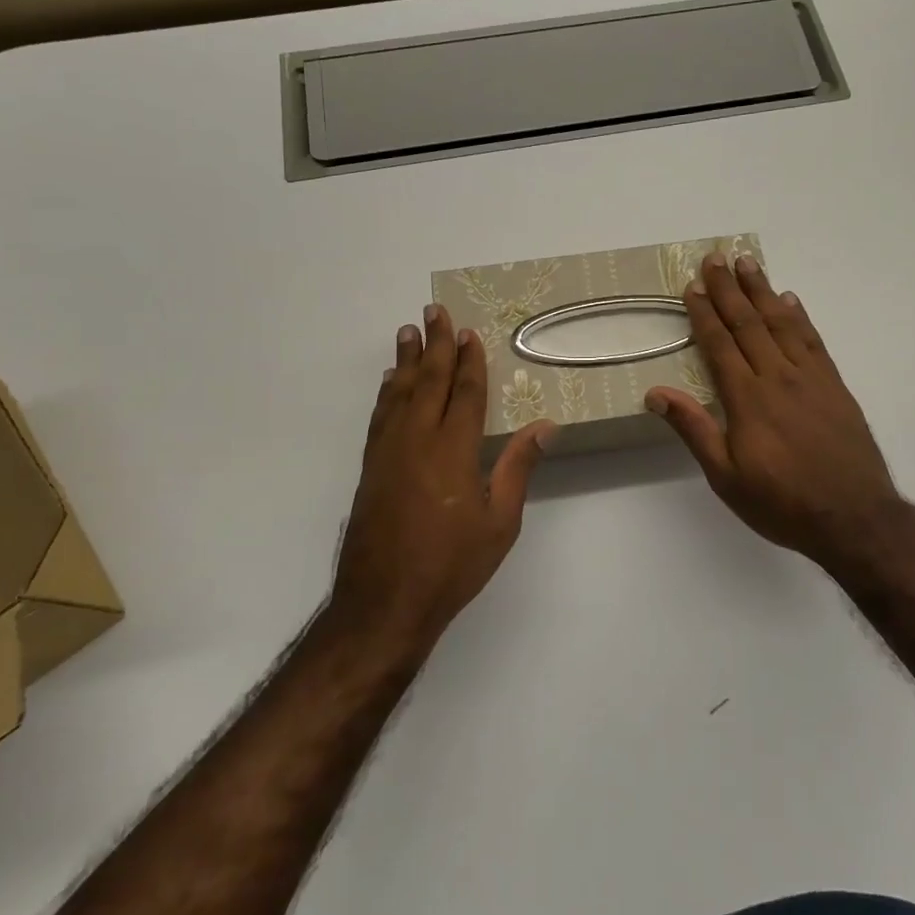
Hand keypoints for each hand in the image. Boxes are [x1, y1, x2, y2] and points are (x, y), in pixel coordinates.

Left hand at [332, 305, 556, 653]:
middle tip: (434, 311)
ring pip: (399, 393)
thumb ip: (518, 468)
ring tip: (408, 332)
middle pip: (428, 381)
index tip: (468, 332)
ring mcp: (388, 453)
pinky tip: (390, 383)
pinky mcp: (370, 468)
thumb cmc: (451, 565)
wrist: (383, 603)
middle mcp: (417, 441)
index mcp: (453, 451)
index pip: (465, 393)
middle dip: (435, 345)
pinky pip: (380, 417)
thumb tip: (545, 425)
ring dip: (406, 360)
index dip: (469, 360)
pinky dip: (387, 393)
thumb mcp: (500, 522)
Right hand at [646, 254, 913, 576]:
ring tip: (748, 263)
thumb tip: (655, 394)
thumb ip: (694, 430)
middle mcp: (778, 377)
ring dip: (762, 291)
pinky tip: (790, 300)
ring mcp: (811, 378)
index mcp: (747, 399)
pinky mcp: (835, 386)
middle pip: (749, 323)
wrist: (855, 518)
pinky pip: (813, 340)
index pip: (720, 344)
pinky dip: (799, 316)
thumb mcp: (726, 477)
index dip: (705, 313)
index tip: (693, 286)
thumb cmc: (782, 503)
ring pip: (781, 323)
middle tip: (716, 257)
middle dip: (729, 288)